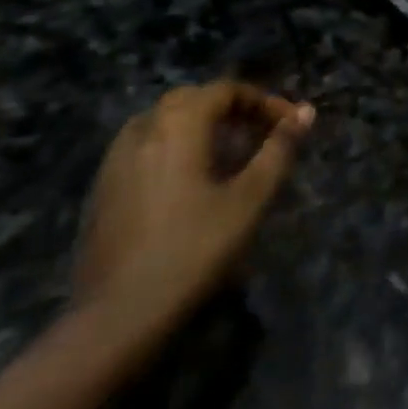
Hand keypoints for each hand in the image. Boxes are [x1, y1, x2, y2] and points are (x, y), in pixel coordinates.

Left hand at [73, 81, 313, 322]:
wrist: (115, 319)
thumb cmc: (193, 249)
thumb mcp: (250, 198)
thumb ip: (279, 149)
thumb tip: (306, 112)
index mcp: (179, 124)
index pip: (226, 90)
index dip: (263, 101)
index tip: (289, 125)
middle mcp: (143, 130)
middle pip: (192, 100)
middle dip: (230, 109)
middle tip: (259, 134)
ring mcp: (115, 162)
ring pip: (163, 122)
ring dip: (198, 127)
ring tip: (226, 156)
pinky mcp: (101, 192)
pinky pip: (143, 149)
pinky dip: (172, 149)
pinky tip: (187, 184)